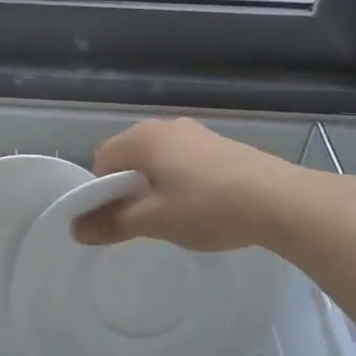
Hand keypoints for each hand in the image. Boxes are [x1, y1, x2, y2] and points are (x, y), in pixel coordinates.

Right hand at [72, 118, 295, 251]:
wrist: (280, 200)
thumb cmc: (208, 207)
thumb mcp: (155, 221)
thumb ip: (113, 223)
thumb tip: (76, 229)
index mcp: (143, 138)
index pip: (101, 159)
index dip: (101, 191)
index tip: (116, 219)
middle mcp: (166, 126)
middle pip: (129, 156)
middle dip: (128, 188)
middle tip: (142, 221)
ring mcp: (196, 132)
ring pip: (158, 159)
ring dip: (155, 185)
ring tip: (173, 216)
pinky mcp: (220, 144)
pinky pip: (183, 160)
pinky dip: (180, 180)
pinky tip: (200, 205)